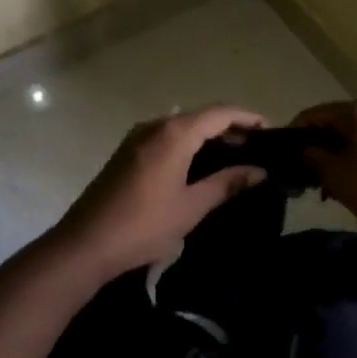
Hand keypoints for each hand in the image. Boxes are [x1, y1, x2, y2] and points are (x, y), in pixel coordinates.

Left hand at [58, 106, 267, 273]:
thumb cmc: (144, 225)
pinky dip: (189, 144)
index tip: (271, 130)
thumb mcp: (191, 206)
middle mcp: (156, 125)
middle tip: (257, 148)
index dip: (247, 118)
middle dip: (230, 128)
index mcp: (174, 133)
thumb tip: (259, 172)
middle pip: (201, 116)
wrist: (85, 244)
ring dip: (209, 136)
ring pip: (183, 126)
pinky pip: (166, 137)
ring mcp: (138, 137)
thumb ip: (227, 184)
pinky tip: (200, 165)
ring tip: (234, 157)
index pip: (220, 113)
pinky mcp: (127, 152)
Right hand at [289, 98, 356, 251]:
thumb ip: (313, 157)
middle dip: (324, 147)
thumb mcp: (337, 177)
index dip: (296, 132)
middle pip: (342, 123)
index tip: (285, 155)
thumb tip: (304, 149)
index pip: (316, 113)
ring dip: (346, 156)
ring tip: (338, 187)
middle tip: (312, 177)